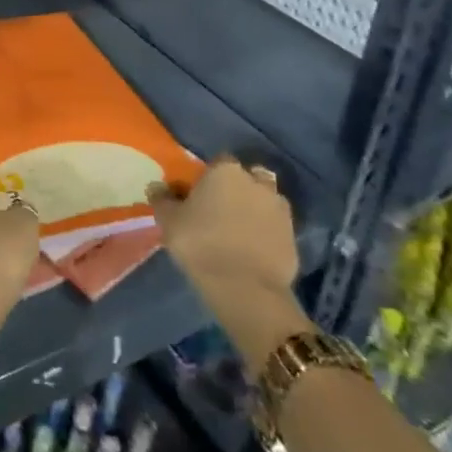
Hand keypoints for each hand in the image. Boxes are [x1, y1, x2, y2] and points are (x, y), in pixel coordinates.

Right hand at [149, 160, 310, 366]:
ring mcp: (280, 210)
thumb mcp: (168, 221)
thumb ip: (162, 199)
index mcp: (226, 171)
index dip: (207, 178)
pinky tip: (252, 250)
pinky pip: (275, 228)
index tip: (197, 195)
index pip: (217, 162)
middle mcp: (257, 182)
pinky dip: (266, 234)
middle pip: (246, 179)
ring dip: (255, 210)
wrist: (246, 289)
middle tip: (220, 211)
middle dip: (237, 190)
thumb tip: (157, 187)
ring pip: (265, 201)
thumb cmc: (200, 244)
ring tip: (238, 232)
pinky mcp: (294, 237)